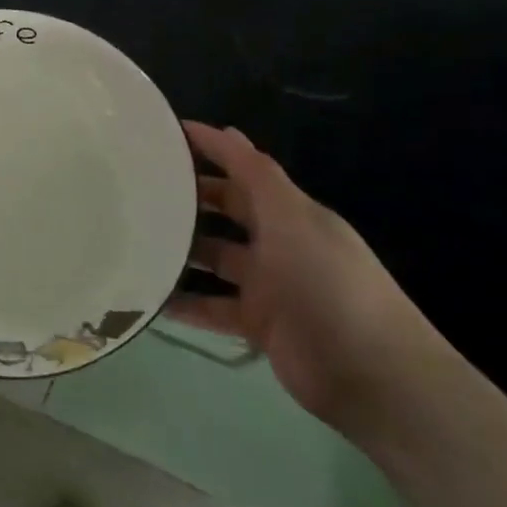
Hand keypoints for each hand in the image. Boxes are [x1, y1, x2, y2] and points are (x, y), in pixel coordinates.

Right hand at [167, 122, 447, 443]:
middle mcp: (277, 243)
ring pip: (213, 259)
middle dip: (188, 198)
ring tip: (133, 239)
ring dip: (179, 250)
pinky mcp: (258, 325)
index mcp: (289, 212)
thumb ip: (256, 175)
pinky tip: (148, 296)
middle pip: (225, 212)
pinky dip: (184, 302)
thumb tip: (227, 129)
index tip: (163, 136)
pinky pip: (211, 307)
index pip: (243, 171)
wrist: (373, 376)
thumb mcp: (292, 218)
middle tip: (138, 188)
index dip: (209, 150)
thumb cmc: (329, 283)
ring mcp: (268, 285)